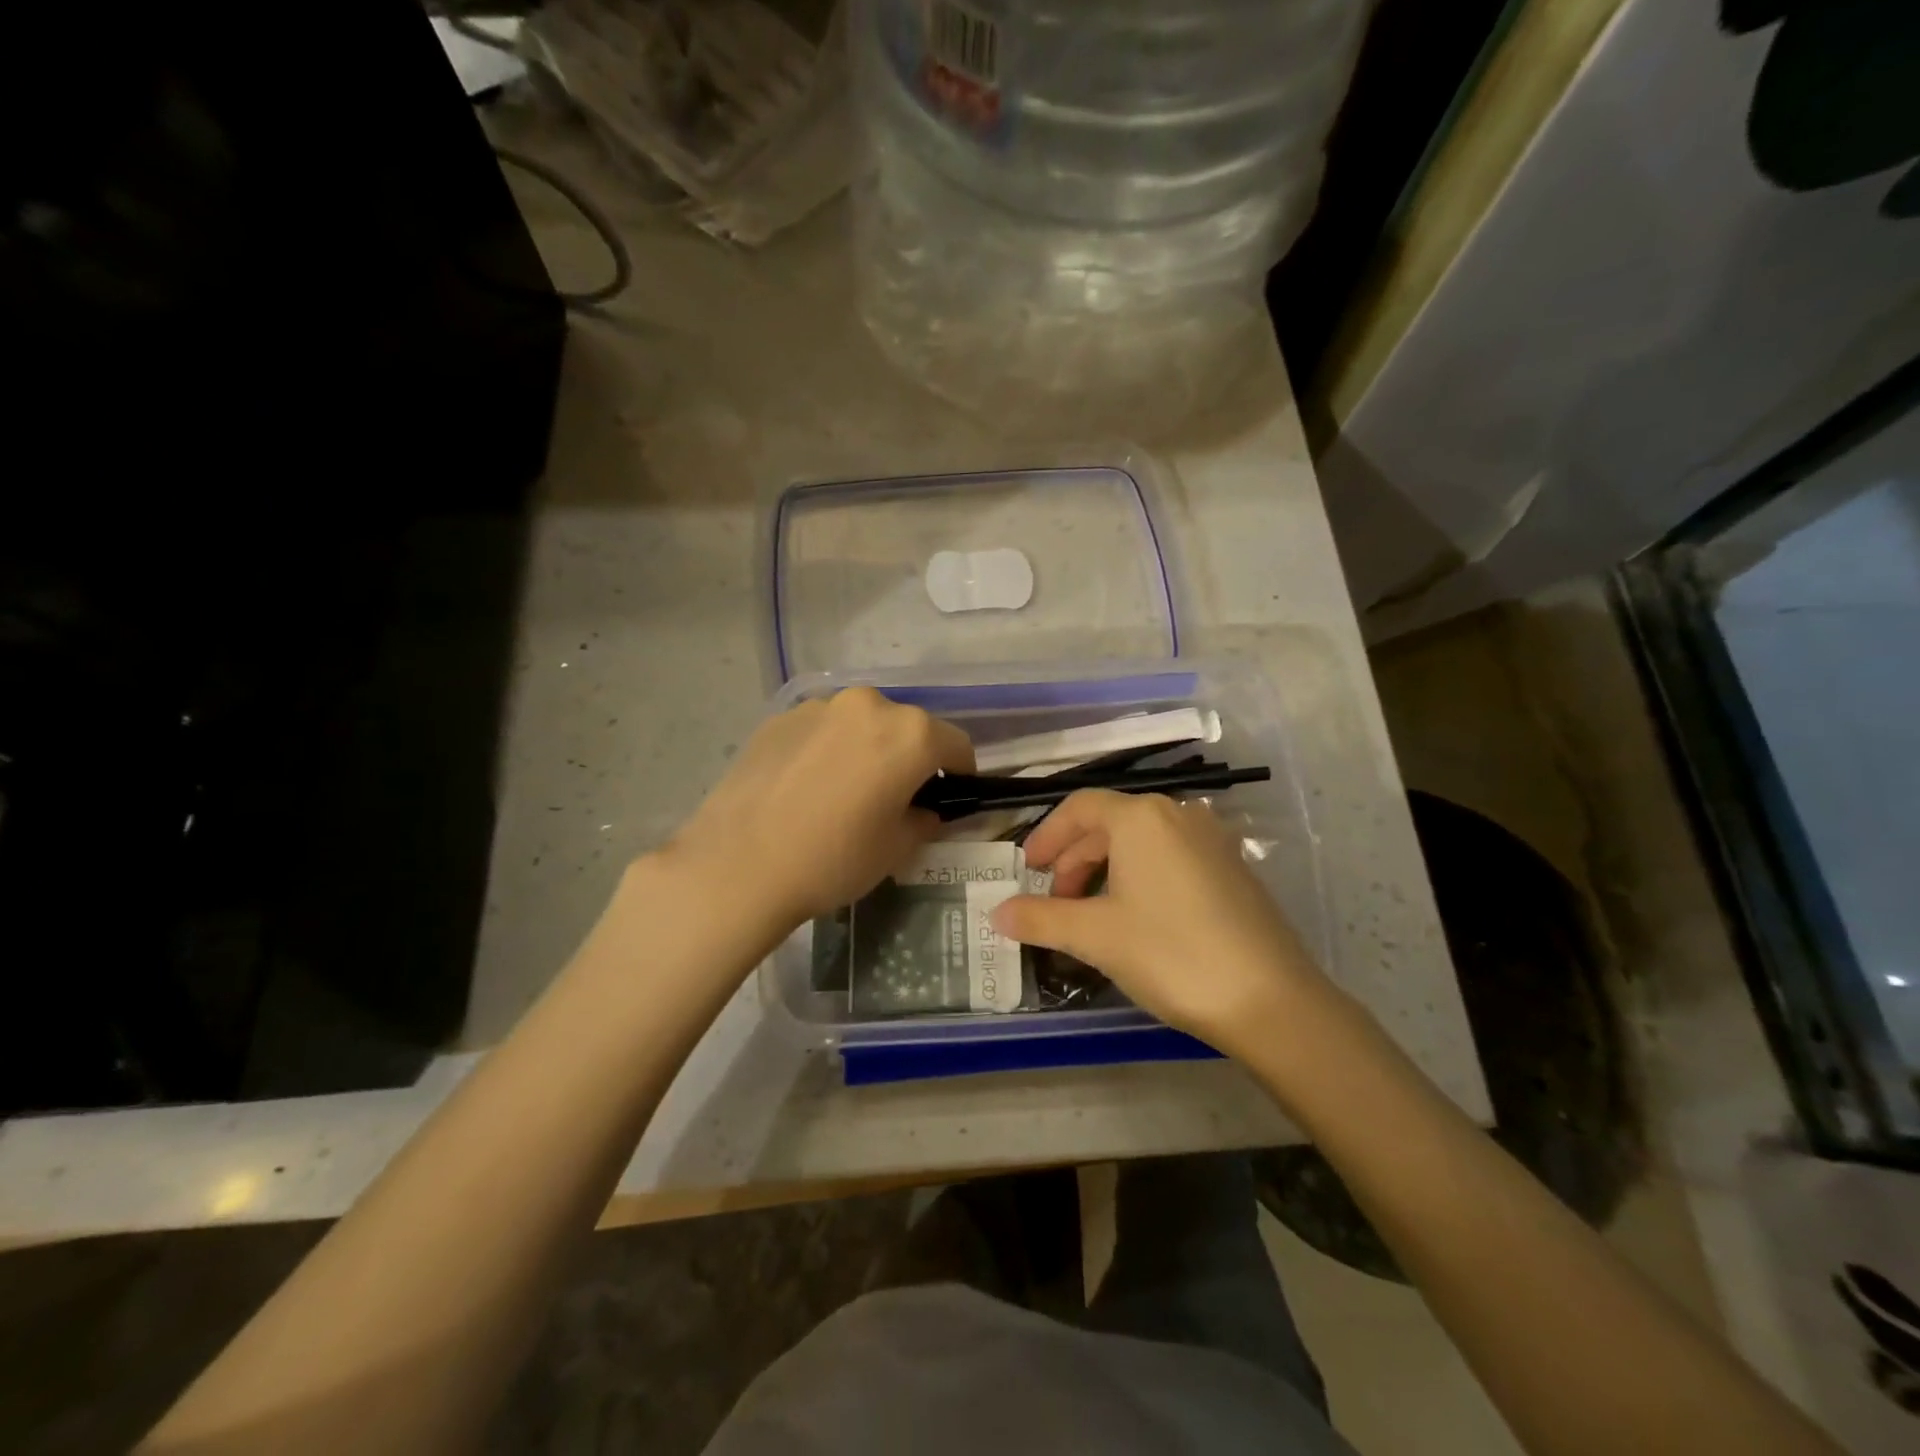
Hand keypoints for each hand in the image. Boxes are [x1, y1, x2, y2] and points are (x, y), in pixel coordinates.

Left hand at [664, 687, 973, 927]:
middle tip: (894, 799)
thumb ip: (924, 818)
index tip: (949, 798)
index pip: (956, 745)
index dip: (960, 774)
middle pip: (908, 728)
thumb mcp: (896, 848)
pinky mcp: (780, 717)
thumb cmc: (833, 859)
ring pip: (862, 725)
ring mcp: (820, 706)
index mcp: (910, 734)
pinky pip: (823, 730)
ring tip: (844, 793)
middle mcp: (869, 705)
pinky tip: (806, 788)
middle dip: (911, 758)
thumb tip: (923, 809)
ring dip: (867, 749)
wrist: (738, 865)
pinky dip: (828, 750)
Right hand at [991, 790, 1331, 1053]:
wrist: (1269, 1000)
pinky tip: (1136, 918)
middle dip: (1074, 860)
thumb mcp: (1094, 936)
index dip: (1046, 836)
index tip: (1026, 870)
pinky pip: (1170, 858)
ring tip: (1090, 914)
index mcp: (1141, 817)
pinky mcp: (1232, 868)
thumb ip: (1039, 918)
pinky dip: (1140, 877)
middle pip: (1109, 823)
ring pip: (1141, 842)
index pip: (1079, 808)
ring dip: (1105, 870)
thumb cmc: (1170, 953)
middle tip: (1055, 902)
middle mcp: (1177, 815)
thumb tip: (996, 913)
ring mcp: (1211, 840)